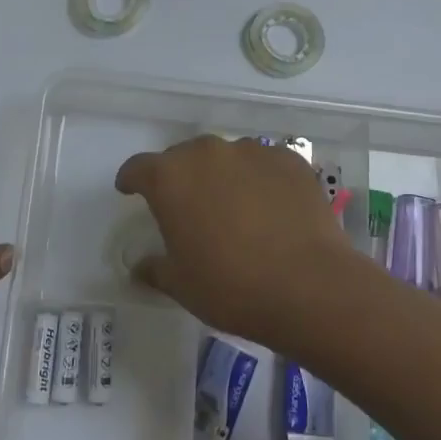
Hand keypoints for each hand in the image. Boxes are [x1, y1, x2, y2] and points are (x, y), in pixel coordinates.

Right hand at [114, 135, 364, 350]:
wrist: (309, 286)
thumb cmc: (231, 287)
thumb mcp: (181, 285)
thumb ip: (155, 268)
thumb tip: (140, 266)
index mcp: (170, 178)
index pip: (138, 168)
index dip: (132, 179)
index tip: (130, 190)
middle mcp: (207, 153)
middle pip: (183, 157)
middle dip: (181, 178)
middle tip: (188, 208)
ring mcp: (251, 152)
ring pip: (226, 157)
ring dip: (222, 176)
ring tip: (235, 208)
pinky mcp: (288, 160)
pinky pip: (264, 164)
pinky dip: (260, 180)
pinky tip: (271, 208)